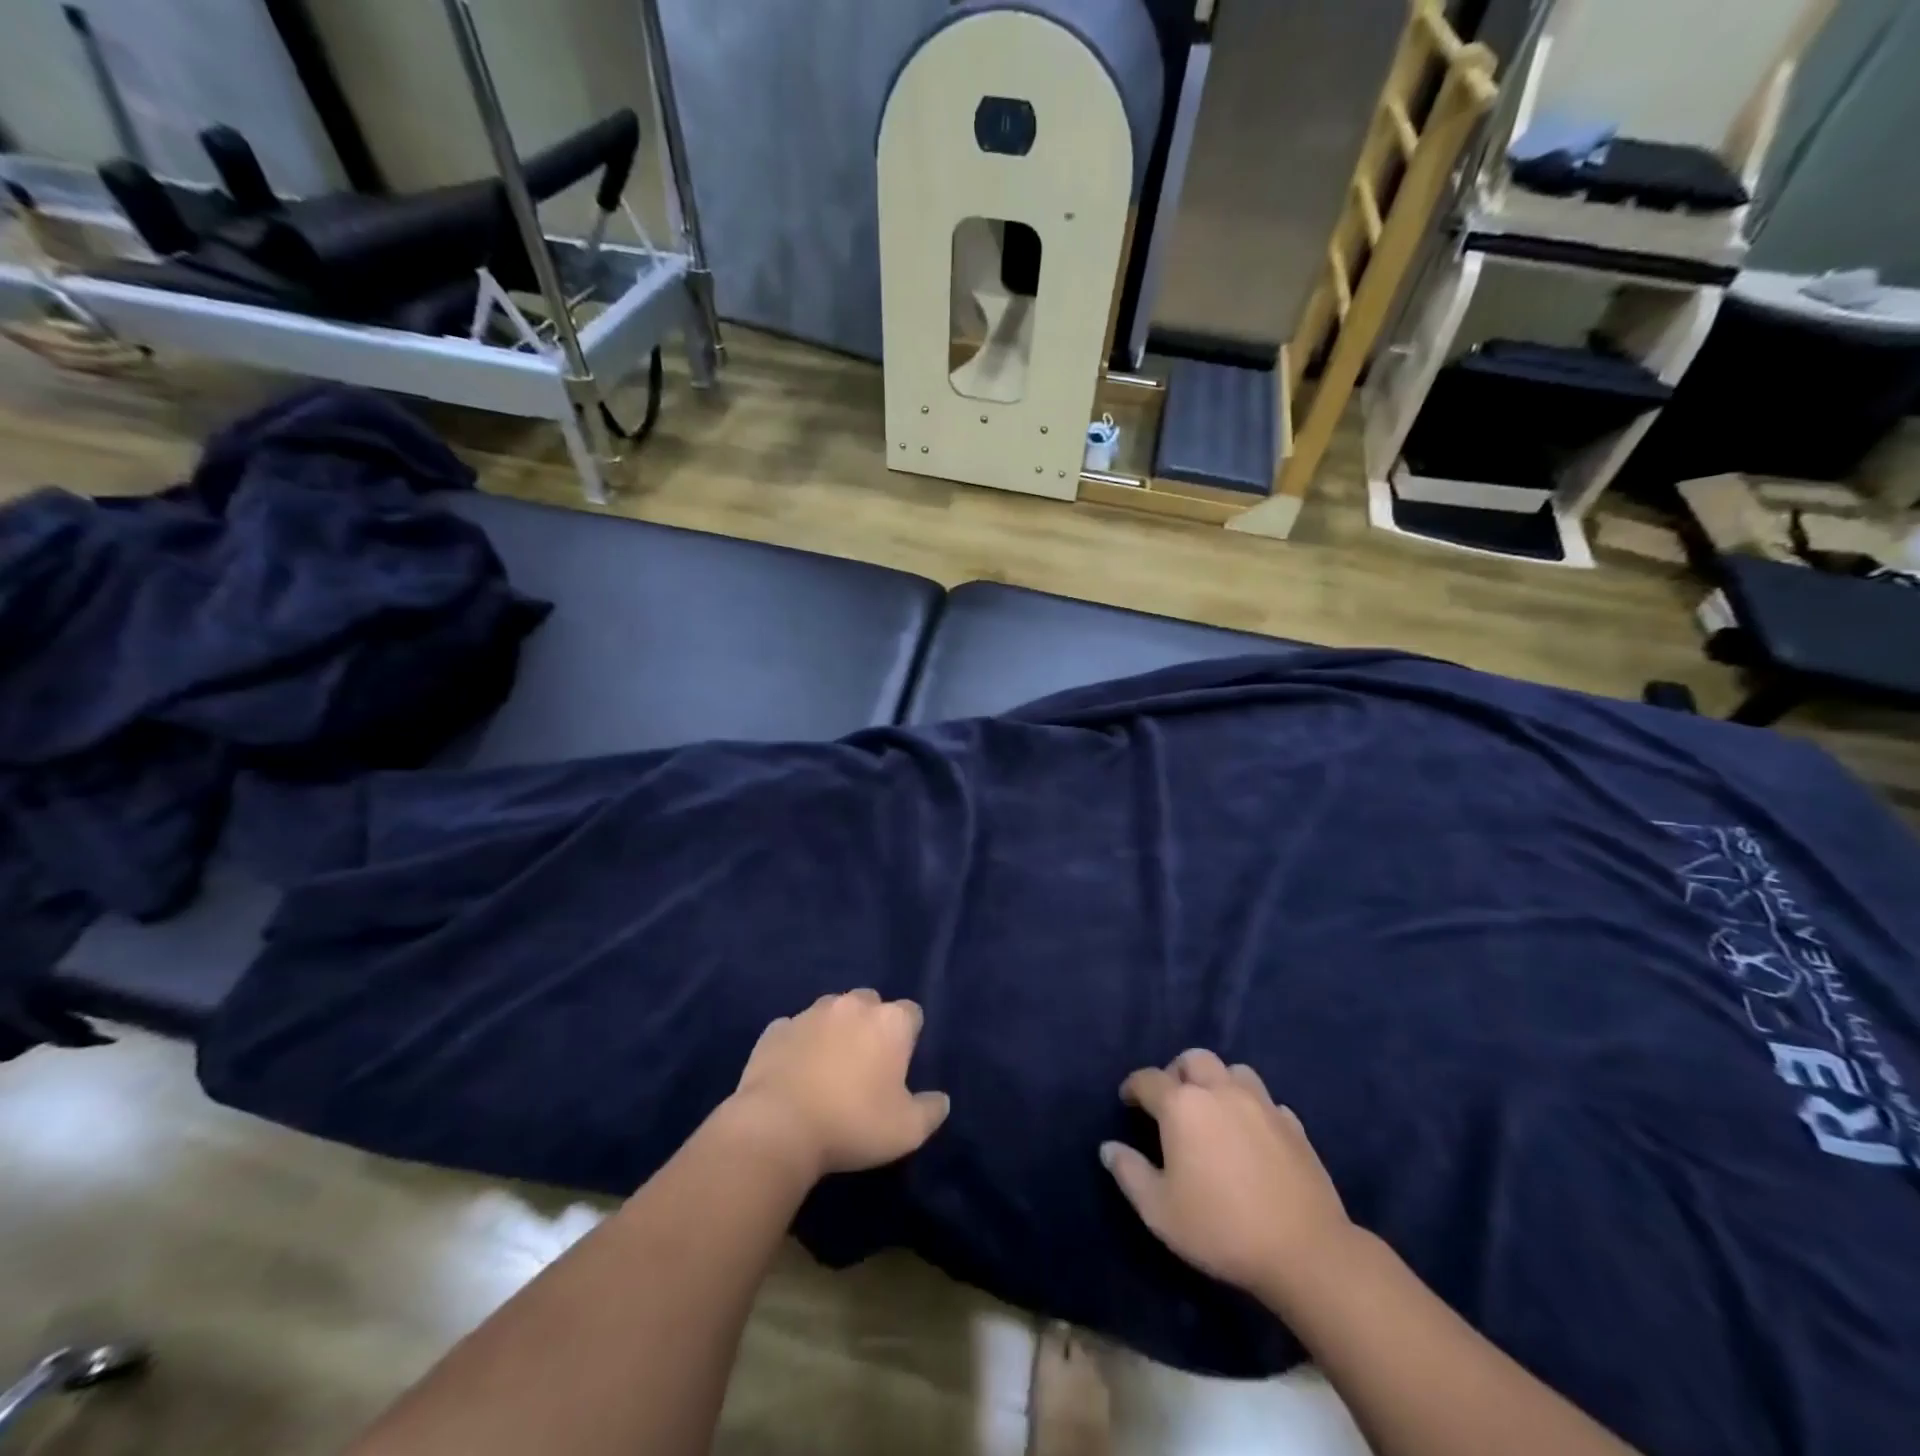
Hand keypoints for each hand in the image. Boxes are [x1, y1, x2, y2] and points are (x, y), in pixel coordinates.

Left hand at [728, 990, 949, 1179]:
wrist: (778, 1128)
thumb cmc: (853, 1124)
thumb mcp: (907, 1130)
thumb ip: (931, 1110)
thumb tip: (940, 1100)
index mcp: (889, 1022)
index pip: (912, 1013)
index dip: (909, 1037)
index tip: (901, 1065)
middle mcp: (852, 1005)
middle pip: (871, 1003)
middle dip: (871, 1025)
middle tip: (866, 1065)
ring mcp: (810, 1013)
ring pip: (831, 1011)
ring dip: (835, 1030)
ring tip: (829, 1067)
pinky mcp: (776, 1029)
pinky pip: (794, 1029)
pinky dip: (799, 1044)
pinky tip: (795, 1072)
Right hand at [1101, 1049, 1353, 1297]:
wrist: (1304, 1251)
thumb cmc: (1220, 1228)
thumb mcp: (1159, 1210)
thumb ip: (1129, 1172)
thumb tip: (1108, 1147)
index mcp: (1182, 1105)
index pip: (1148, 1079)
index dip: (1133, 1087)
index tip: (1128, 1101)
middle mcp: (1219, 1091)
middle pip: (1193, 1059)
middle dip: (1176, 1072)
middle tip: (1171, 1102)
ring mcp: (1261, 1103)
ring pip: (1233, 1070)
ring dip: (1216, 1081)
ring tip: (1212, 1110)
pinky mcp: (1293, 1124)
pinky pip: (1265, 1100)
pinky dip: (1251, 1107)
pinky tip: (1250, 1133)